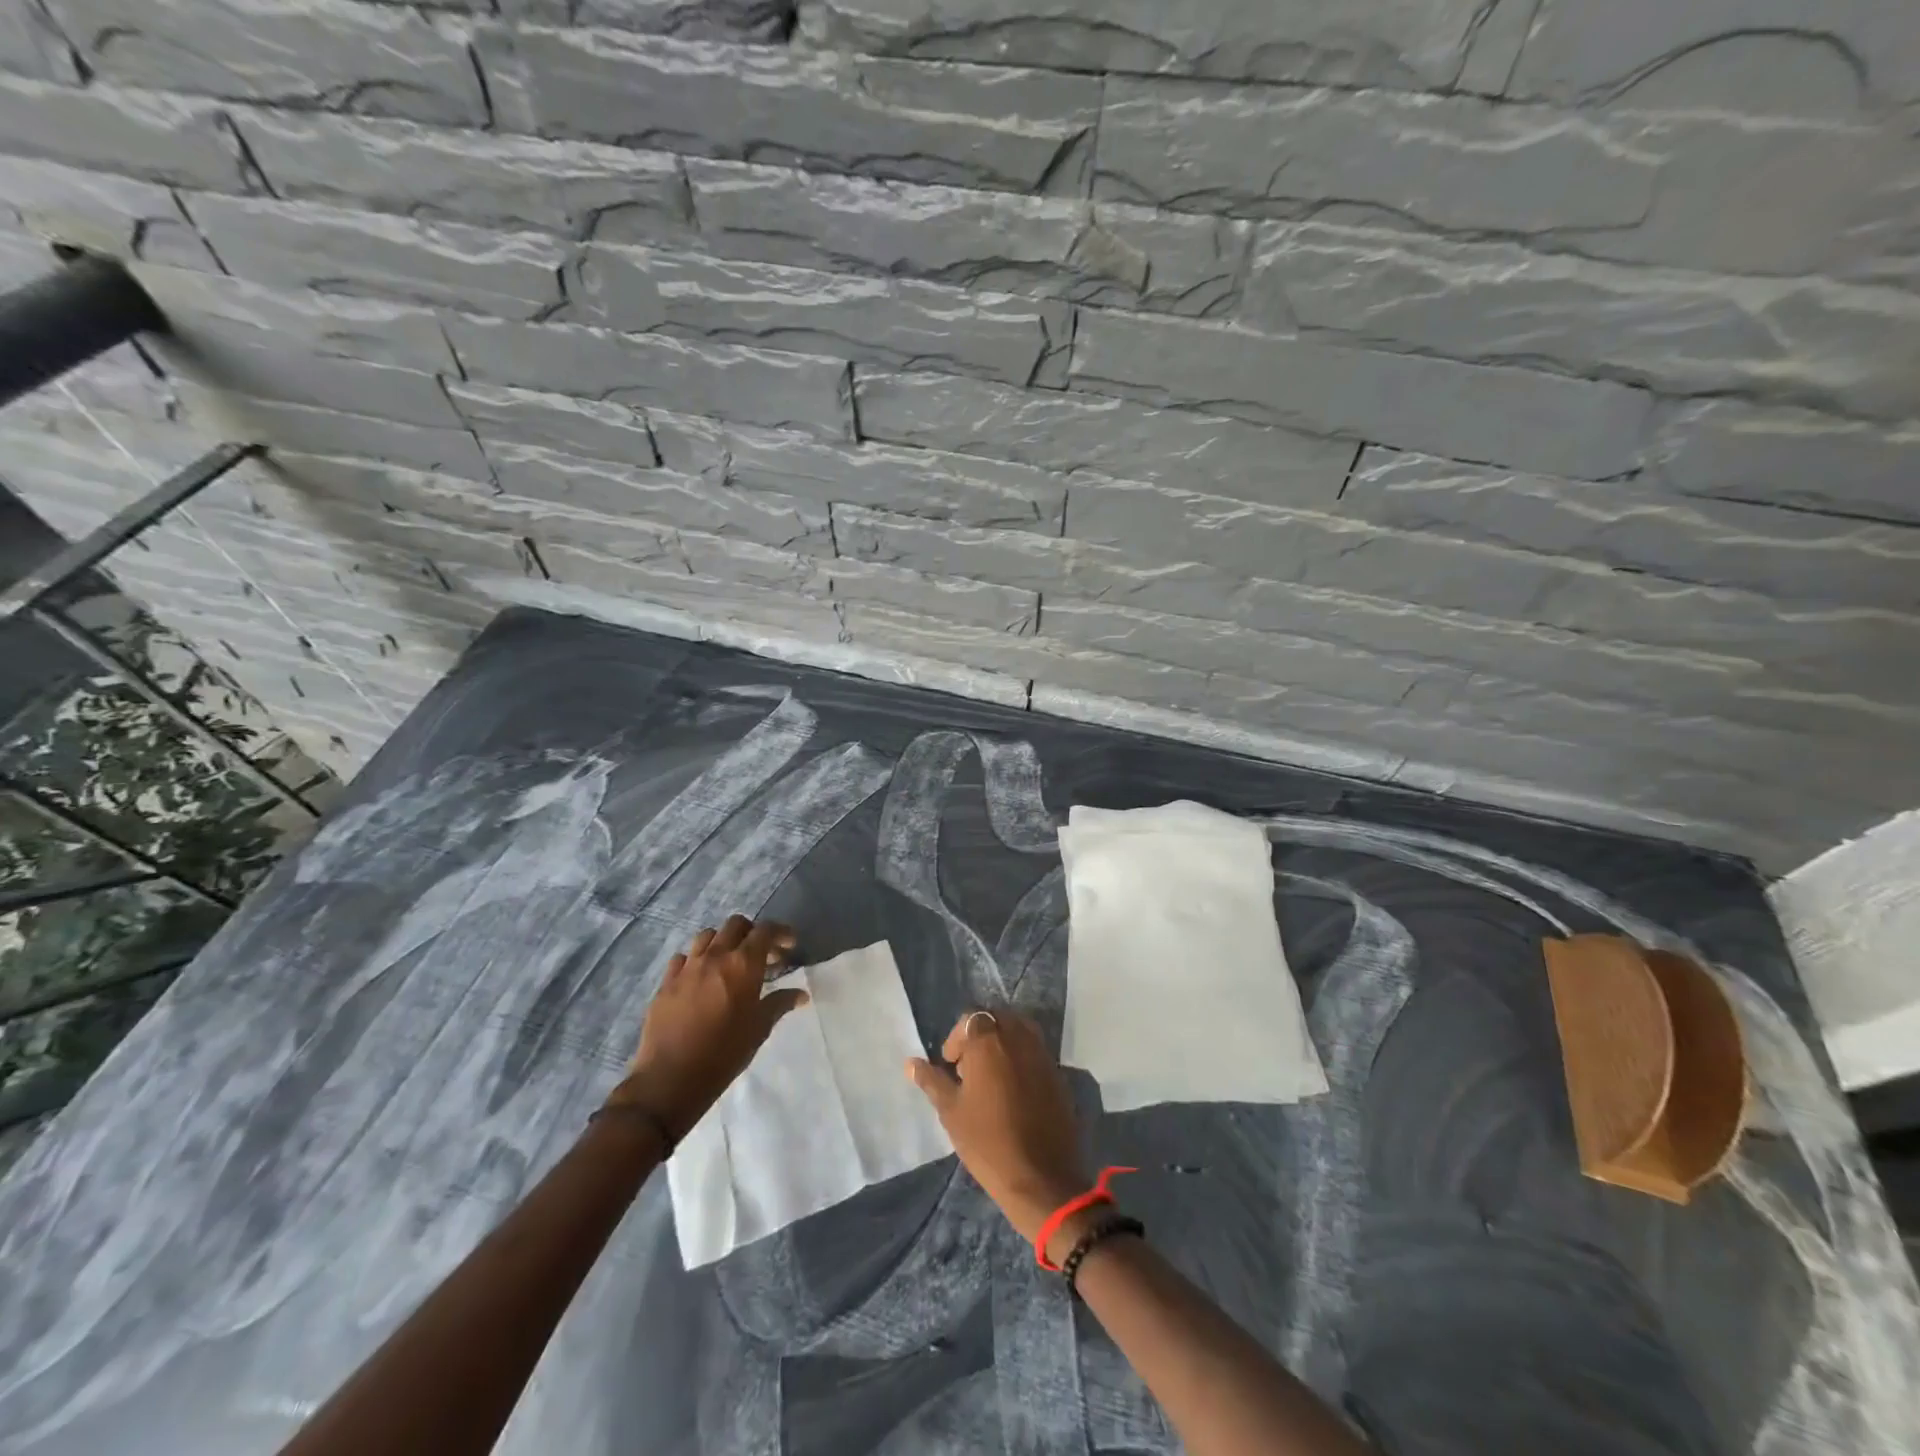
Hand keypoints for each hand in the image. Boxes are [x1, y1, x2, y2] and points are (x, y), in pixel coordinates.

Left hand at [606, 915, 805, 1140]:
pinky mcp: (666, 982)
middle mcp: (714, 956)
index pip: (765, 931)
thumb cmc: (724, 1054)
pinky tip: (701, 978)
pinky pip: (683, 958)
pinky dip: (696, 960)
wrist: (670, 1080)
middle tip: (762, 954)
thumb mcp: (759, 1029)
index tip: (789, 945)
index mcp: (743, 964)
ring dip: (723, 942)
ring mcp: (687, 967)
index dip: (780, 933)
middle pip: (736, 925)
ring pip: (707, 936)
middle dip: (752, 933)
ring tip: (730, 963)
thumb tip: (800, 995)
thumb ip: (779, 1004)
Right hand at [908, 1010, 1090, 1251]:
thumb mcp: (951, 1111)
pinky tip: (1013, 1090)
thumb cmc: (987, 1142)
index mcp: (989, 1041)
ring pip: (1018, 1030)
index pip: (970, 1019)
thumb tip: (910, 1063)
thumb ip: (932, 1081)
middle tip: (969, 1069)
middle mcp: (1018, 1037)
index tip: (951, 1065)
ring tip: (991, 1077)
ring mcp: (1041, 1053)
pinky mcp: (1057, 1072)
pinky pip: (1035, 1051)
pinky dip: (1021, 1058)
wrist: (1040, 1177)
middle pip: (996, 1019)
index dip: (957, 1039)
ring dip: (1002, 1043)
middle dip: (980, 1036)